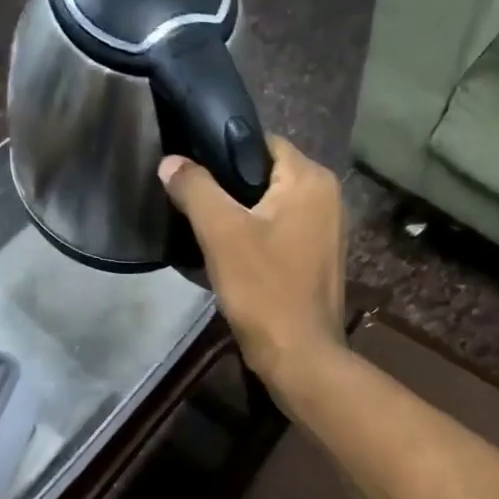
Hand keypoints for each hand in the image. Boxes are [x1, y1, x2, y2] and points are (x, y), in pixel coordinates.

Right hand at [159, 135, 345, 391]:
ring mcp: (327, 231)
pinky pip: (281, 233)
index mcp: (311, 179)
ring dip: (240, 216)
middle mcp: (328, 197)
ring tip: (205, 230)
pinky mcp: (319, 259)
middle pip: (265, 174)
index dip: (222, 152)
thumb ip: (195, 188)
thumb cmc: (264, 289)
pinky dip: (256, 238)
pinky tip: (229, 256)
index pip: (260, 142)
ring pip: (272, 206)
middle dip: (228, 187)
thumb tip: (171, 161)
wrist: (299, 356)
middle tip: (191, 203)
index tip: (191, 171)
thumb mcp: (221, 233)